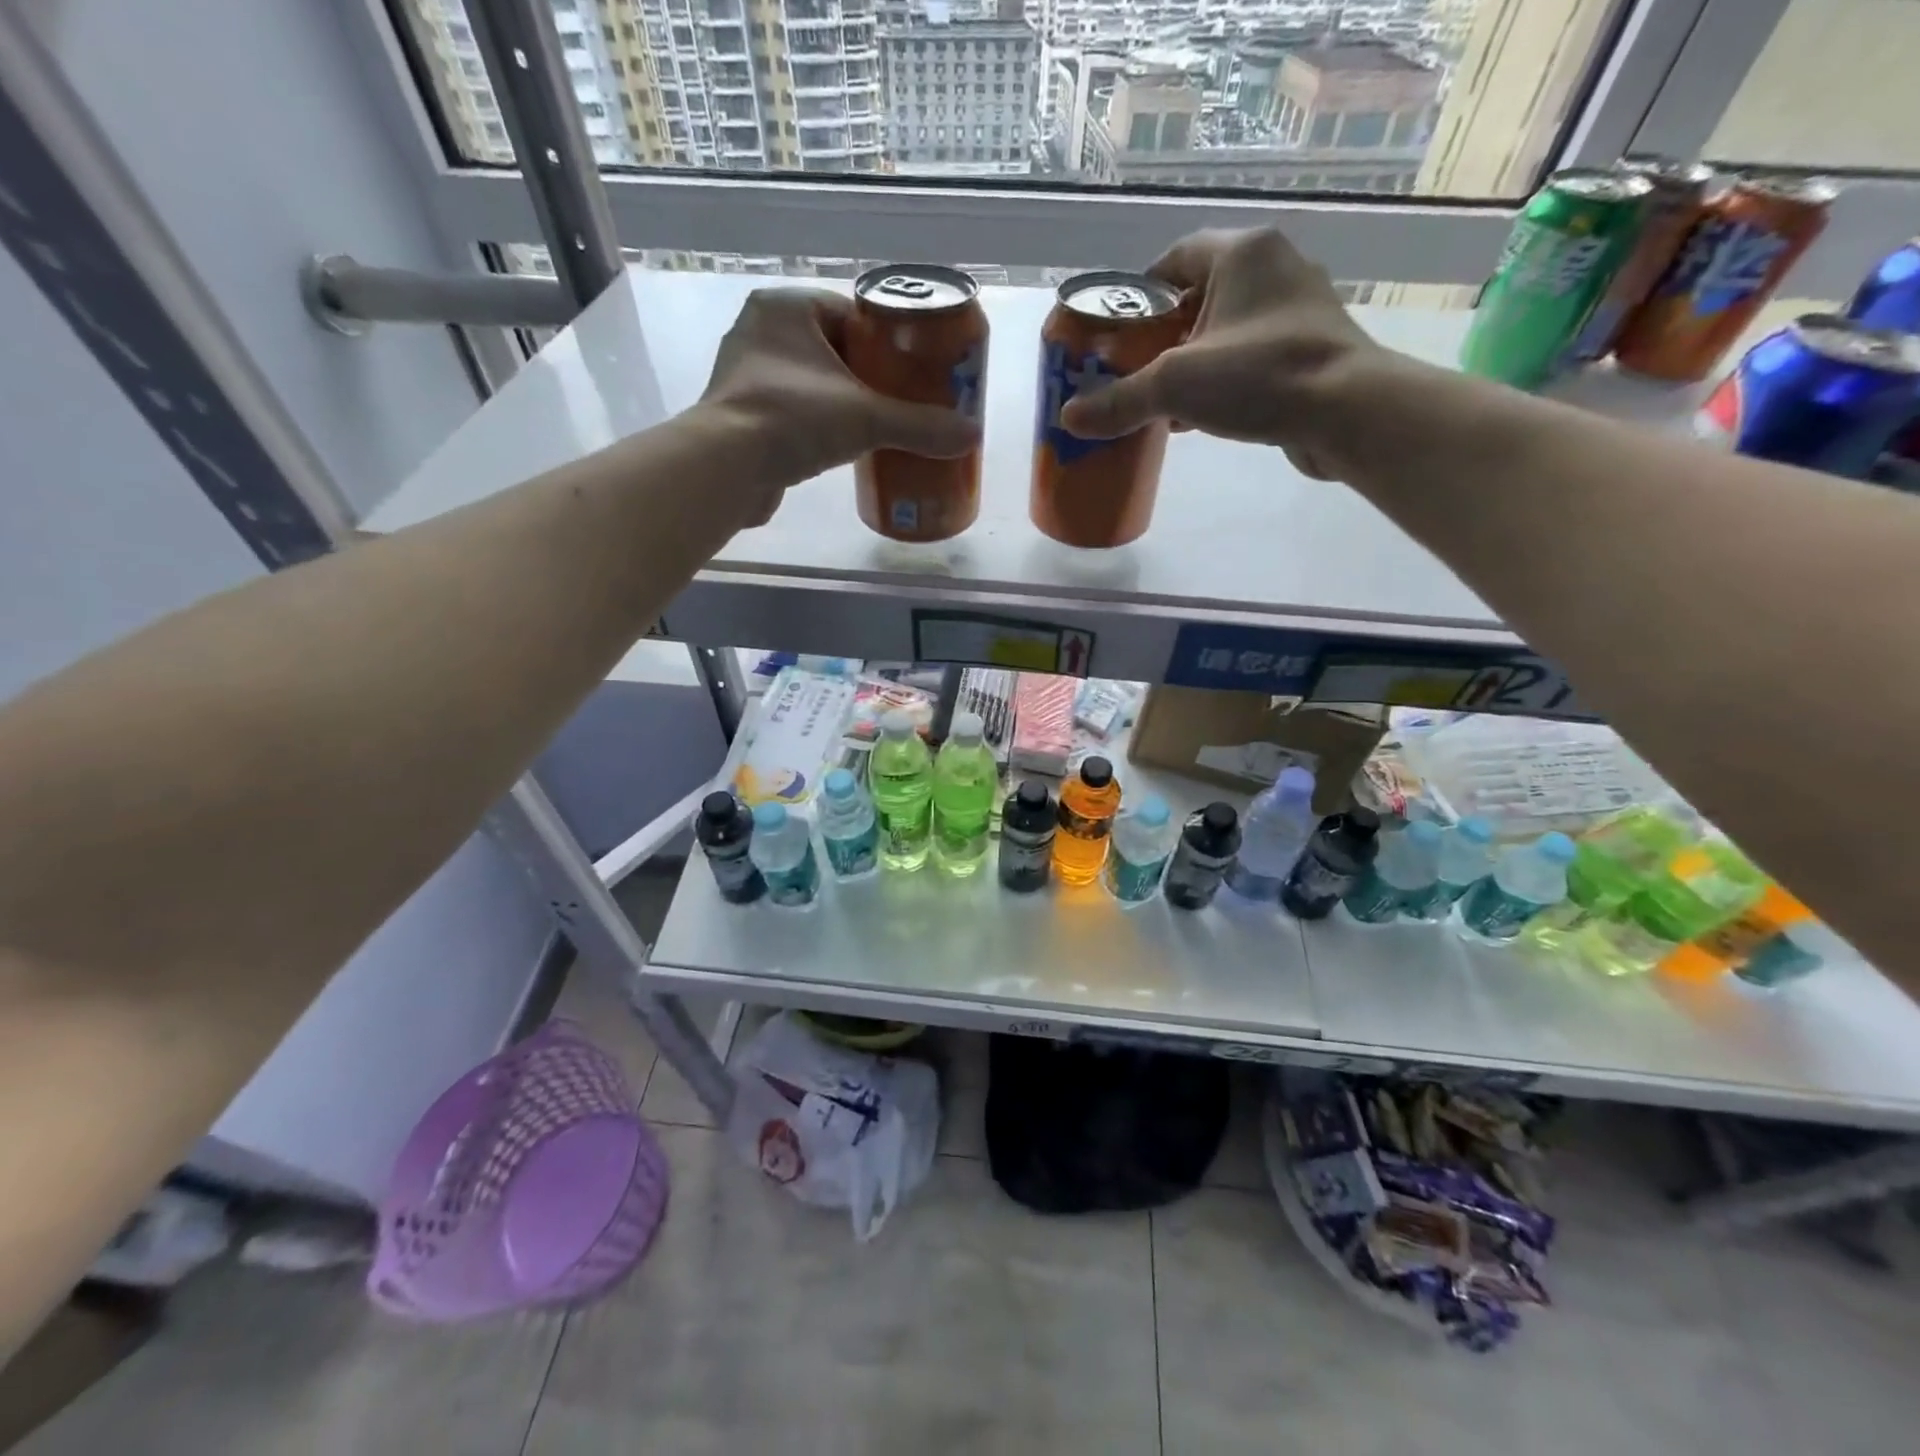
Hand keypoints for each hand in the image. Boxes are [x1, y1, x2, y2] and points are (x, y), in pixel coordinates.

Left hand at [696, 288, 978, 521]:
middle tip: (902, 402)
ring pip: (811, 381)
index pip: (849, 313)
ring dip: (841, 401)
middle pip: (832, 348)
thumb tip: (972, 435)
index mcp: (786, 308)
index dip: (885, 340)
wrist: (726, 468)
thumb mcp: (866, 418)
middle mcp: (759, 331)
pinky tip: (840, 447)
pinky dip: (816, 425)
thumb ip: (919, 425)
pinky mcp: (741, 415)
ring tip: (877, 427)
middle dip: (867, 375)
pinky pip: (791, 411)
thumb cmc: (793, 419)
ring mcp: (746, 375)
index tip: (912, 369)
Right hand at [1058, 228, 1384, 478]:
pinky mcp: (1309, 350)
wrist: (1347, 412)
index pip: (1173, 260)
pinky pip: (1248, 358)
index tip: (1116, 336)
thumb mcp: (1175, 386)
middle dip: (1160, 339)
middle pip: (1197, 298)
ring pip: (1224, 331)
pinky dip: (1219, 381)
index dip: (1138, 297)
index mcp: (1242, 253)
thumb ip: (1120, 400)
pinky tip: (1197, 418)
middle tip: (1131, 374)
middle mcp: (1274, 268)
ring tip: (1159, 402)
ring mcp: (1297, 310)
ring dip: (1189, 364)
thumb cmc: (1259, 376)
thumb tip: (1069, 418)